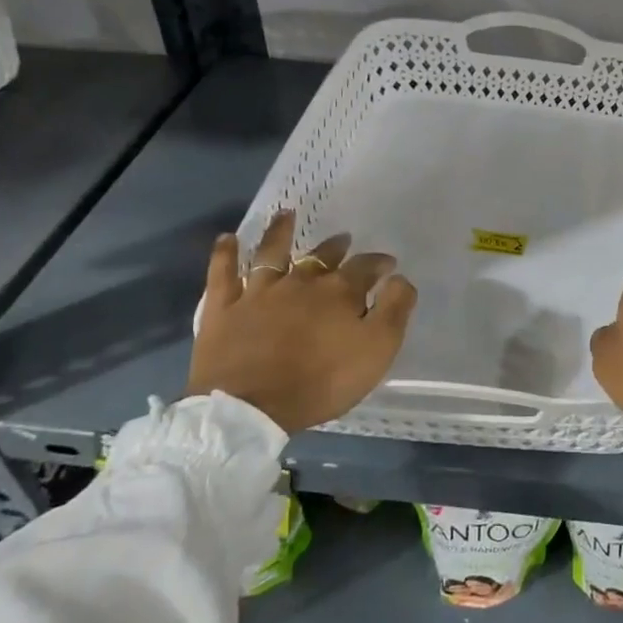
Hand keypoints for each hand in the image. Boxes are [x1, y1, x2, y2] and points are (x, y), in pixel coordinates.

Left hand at [187, 211, 417, 432]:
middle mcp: (301, 281)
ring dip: (280, 232)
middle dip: (336, 247)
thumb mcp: (376, 351)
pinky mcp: (224, 308)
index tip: (388, 264)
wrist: (249, 408)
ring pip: (271, 253)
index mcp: (339, 292)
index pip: (366, 267)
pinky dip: (226, 254)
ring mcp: (259, 292)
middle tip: (343, 240)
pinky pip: (223, 273)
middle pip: (322, 256)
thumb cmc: (320, 382)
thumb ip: (394, 311)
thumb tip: (400, 279)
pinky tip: (227, 238)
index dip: (379, 263)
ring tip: (286, 214)